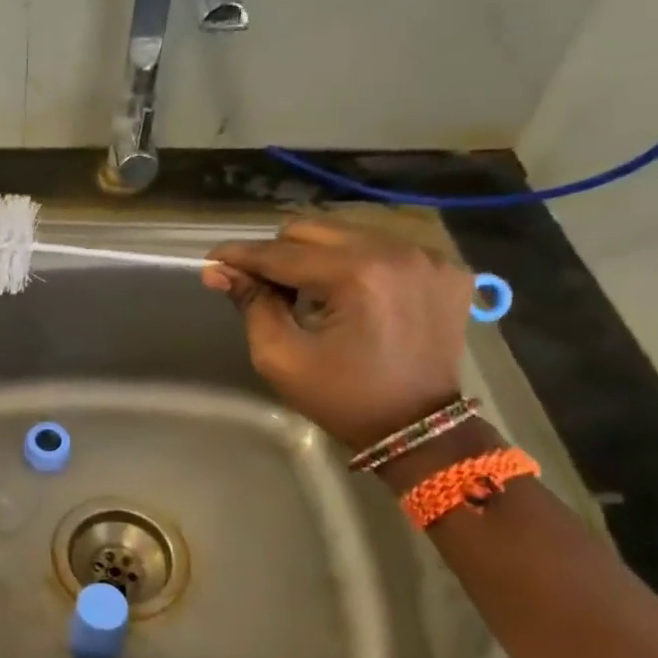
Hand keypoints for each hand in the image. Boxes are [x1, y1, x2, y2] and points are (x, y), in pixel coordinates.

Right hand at [203, 219, 472, 449]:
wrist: (418, 428)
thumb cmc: (342, 397)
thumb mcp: (281, 357)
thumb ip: (252, 305)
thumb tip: (218, 272)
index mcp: (356, 274)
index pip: (281, 253)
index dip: (240, 256)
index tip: (211, 261)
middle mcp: (396, 251)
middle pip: (314, 230)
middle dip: (280, 254)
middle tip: (265, 287)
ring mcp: (427, 257)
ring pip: (348, 234)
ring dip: (318, 257)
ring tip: (309, 294)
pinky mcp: (446, 268)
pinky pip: (384, 248)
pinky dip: (357, 265)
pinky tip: (352, 297)